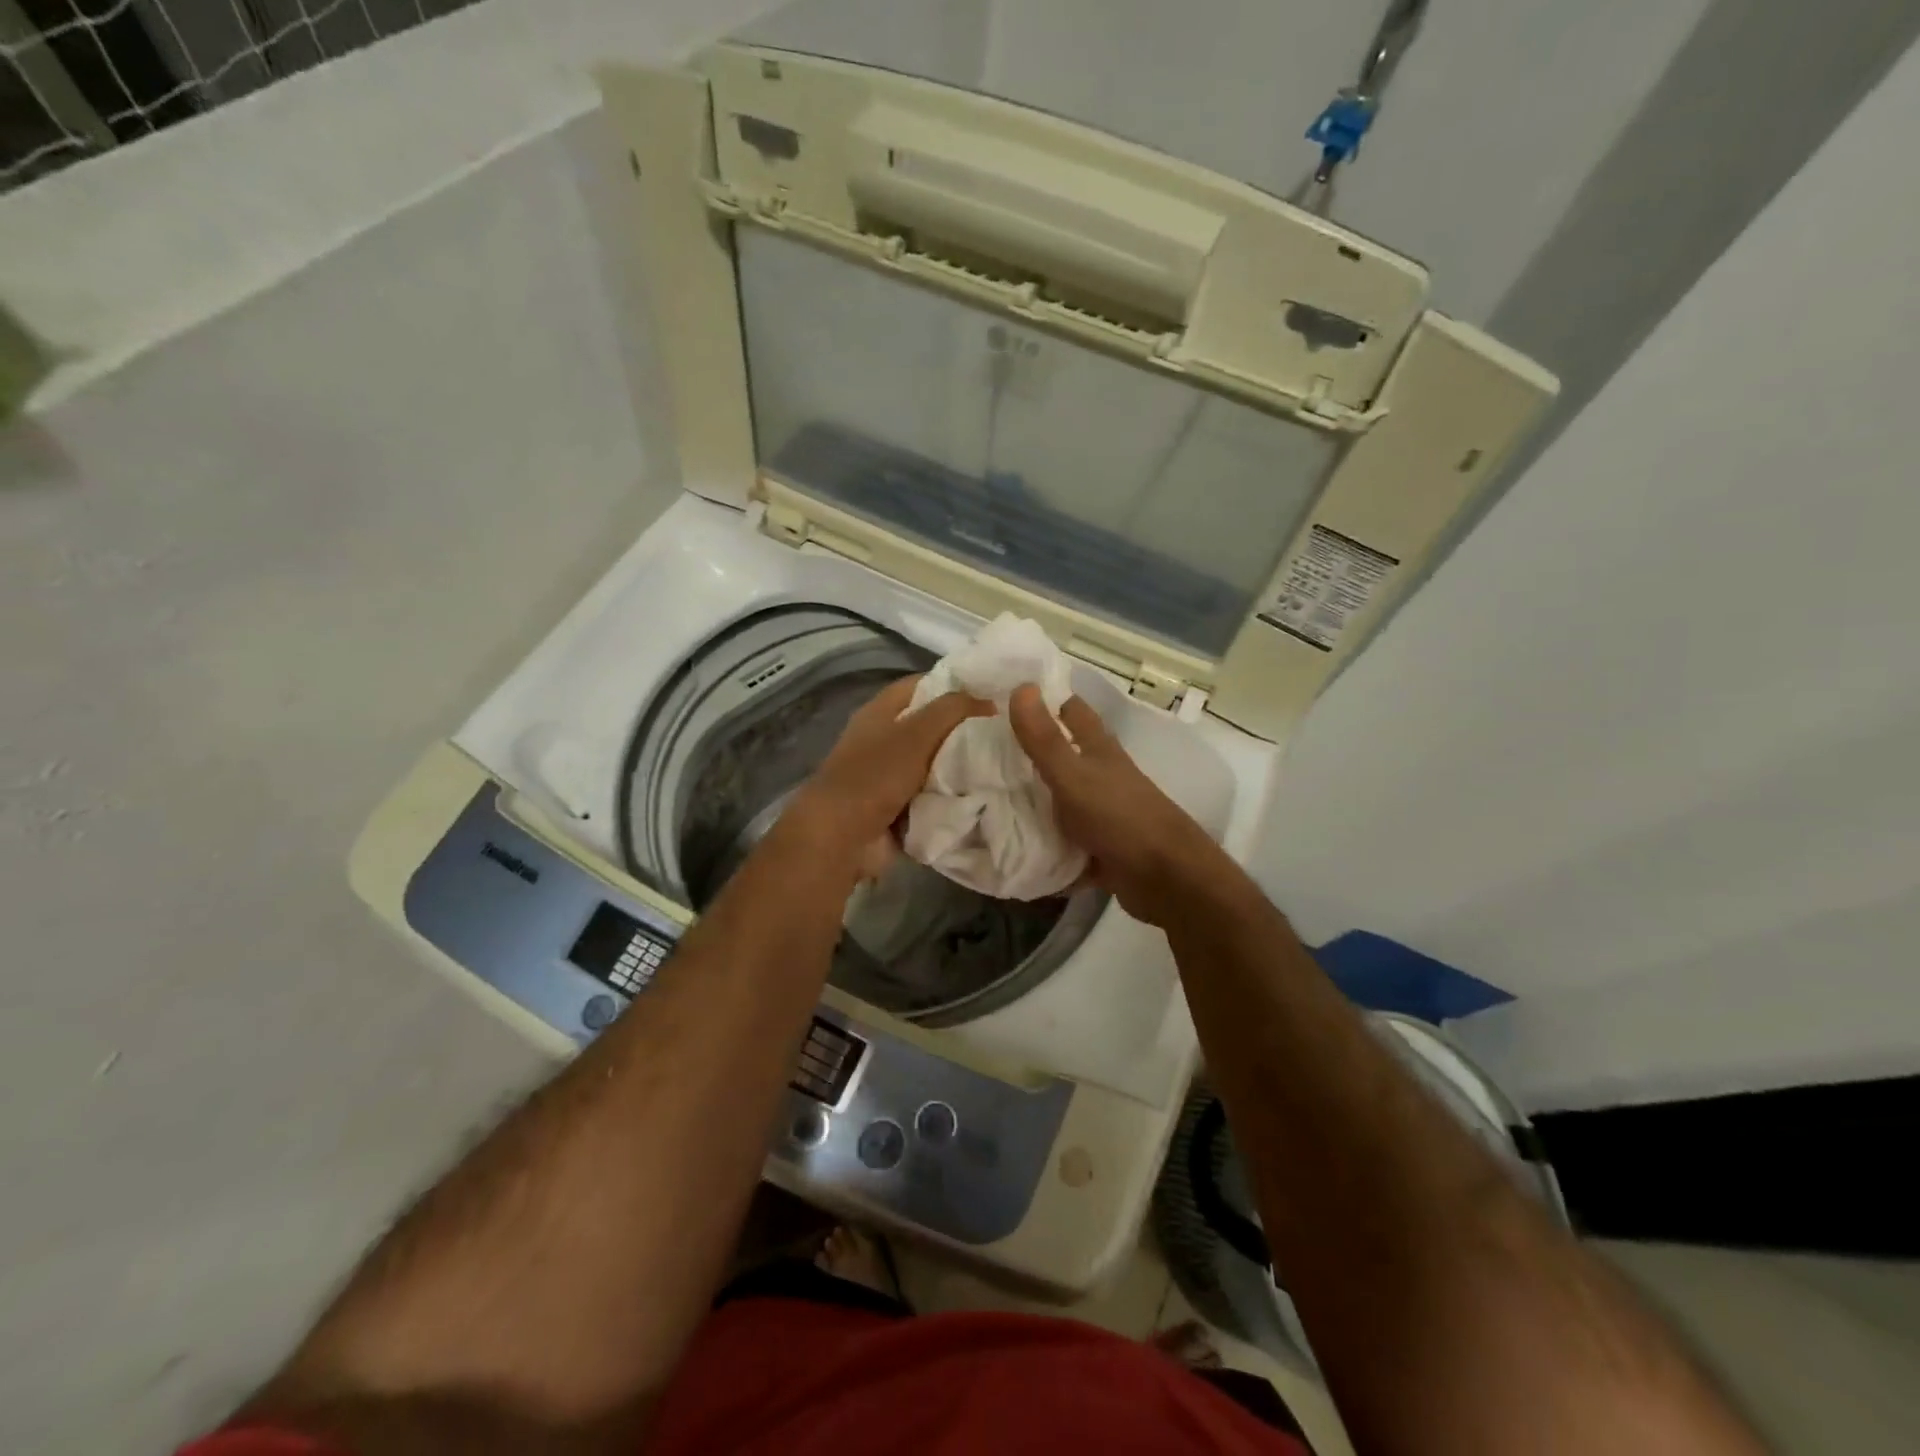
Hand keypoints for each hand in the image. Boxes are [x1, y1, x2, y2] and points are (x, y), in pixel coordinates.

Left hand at [790, 675, 989, 877]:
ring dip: (964, 767)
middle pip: (932, 726)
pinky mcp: (900, 808)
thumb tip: (989, 702)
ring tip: (1007, 761)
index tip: (993, 690)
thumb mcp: (916, 733)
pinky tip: (988, 793)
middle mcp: (884, 740)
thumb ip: (952, 710)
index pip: (922, 685)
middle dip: (966, 729)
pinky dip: (954, 797)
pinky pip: (935, 796)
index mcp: (880, 712)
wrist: (842, 837)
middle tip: (1009, 729)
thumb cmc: (876, 775)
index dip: (954, 683)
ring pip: (938, 764)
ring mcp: (891, 776)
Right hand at [1009, 685, 1226, 926]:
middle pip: (1062, 756)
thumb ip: (1045, 739)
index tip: (1005, 698)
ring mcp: (1103, 813)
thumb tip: (1020, 685)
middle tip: (981, 752)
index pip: (1071, 710)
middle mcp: (1102, 776)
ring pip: (1061, 800)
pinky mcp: (1100, 848)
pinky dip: (1043, 845)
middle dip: (1027, 754)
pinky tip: (1012, 849)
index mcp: (1099, 750)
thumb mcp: (1074, 776)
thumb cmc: (1120, 818)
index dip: (1044, 700)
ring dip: (1032, 802)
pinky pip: (1064, 842)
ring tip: (986, 800)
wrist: (1165, 879)